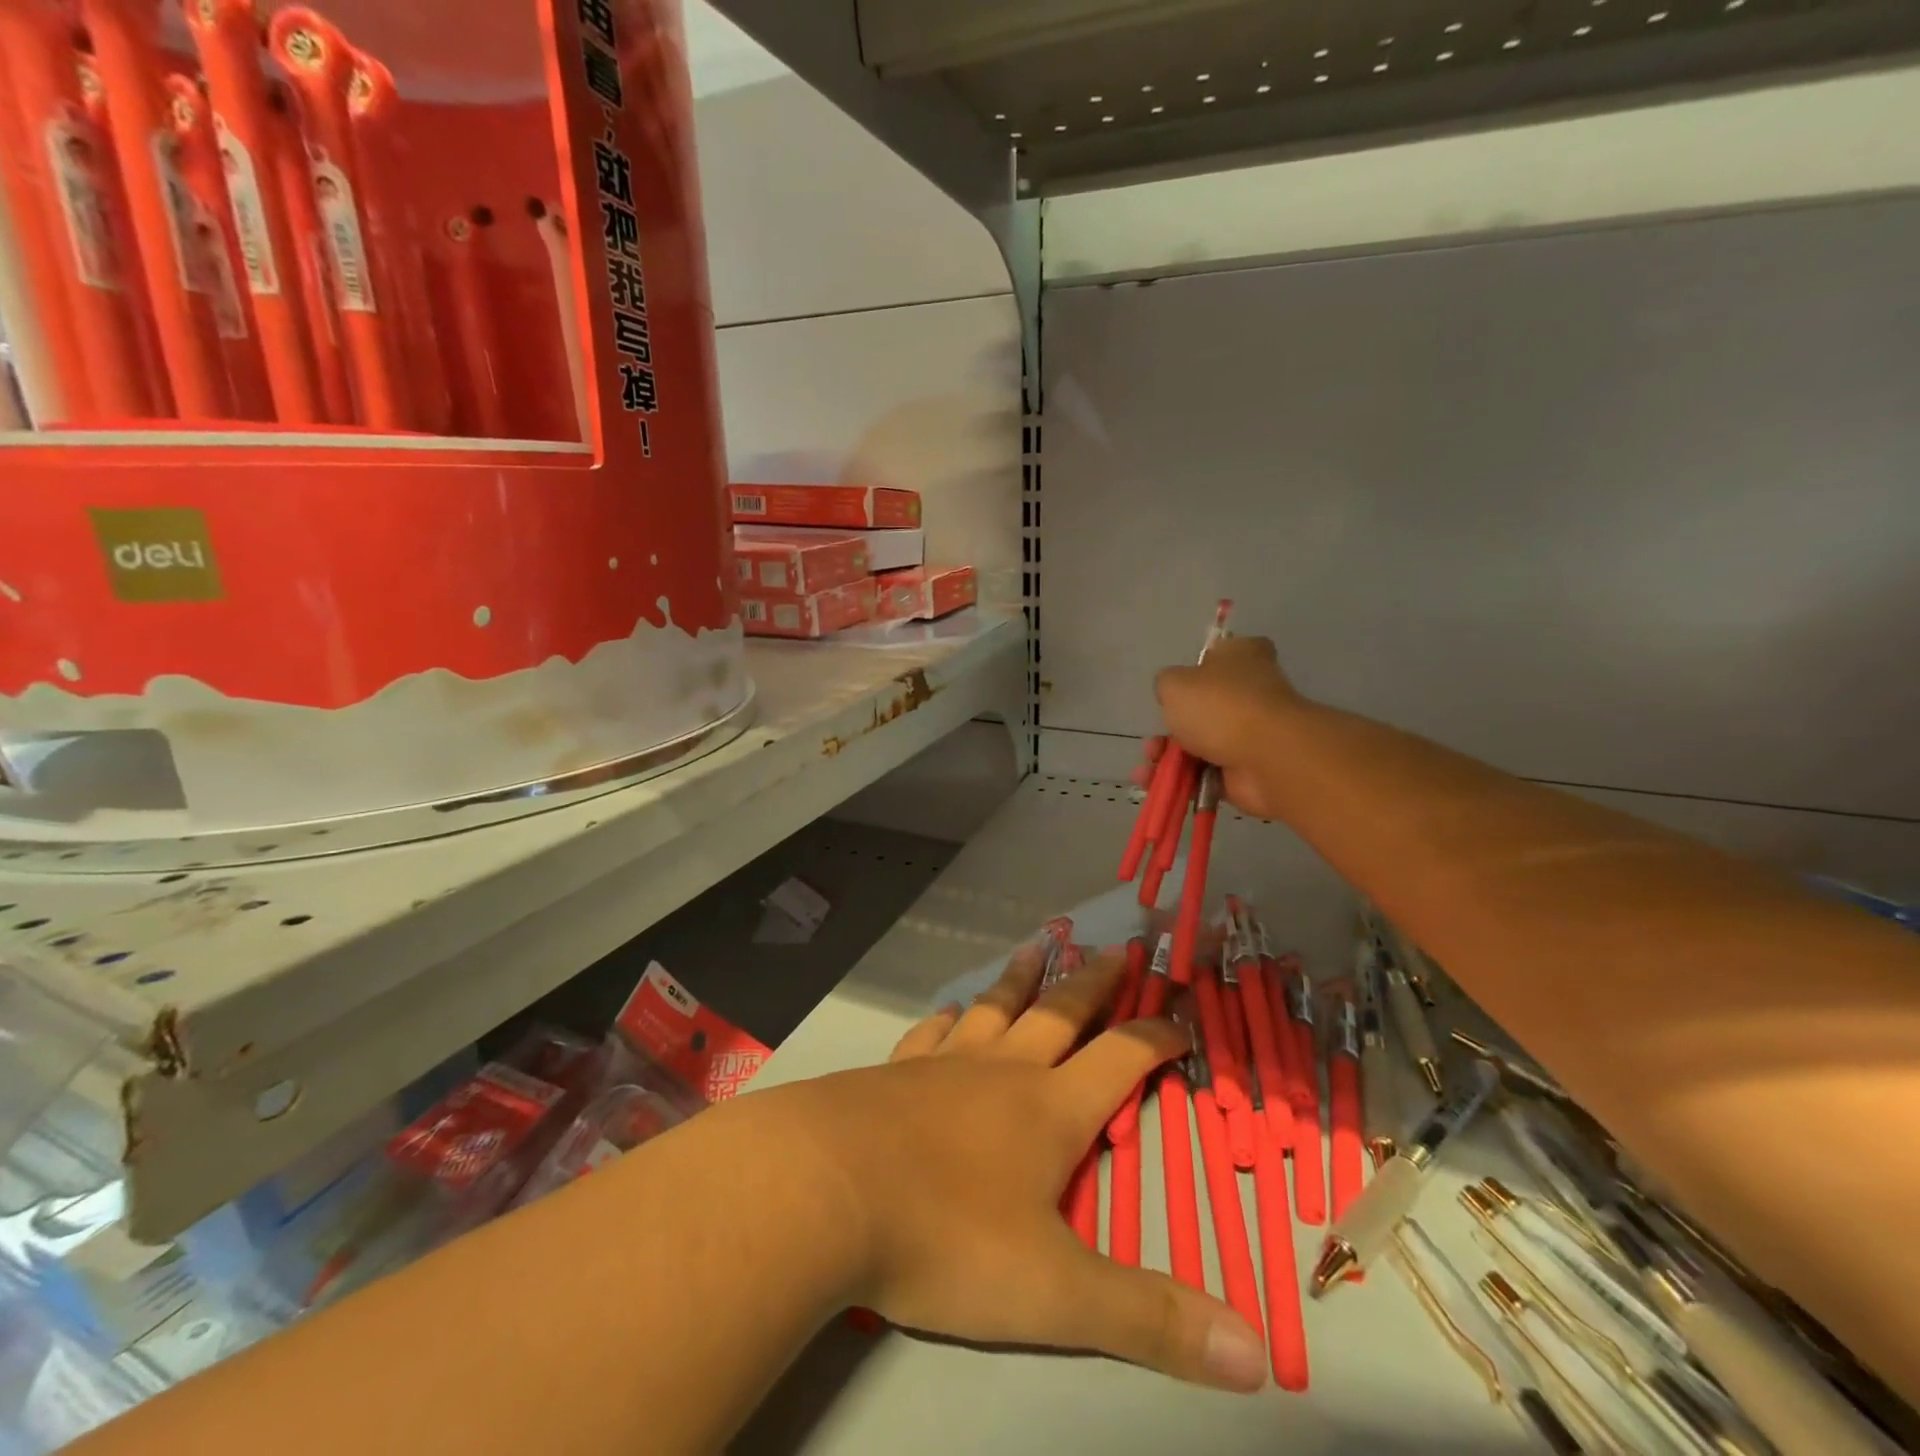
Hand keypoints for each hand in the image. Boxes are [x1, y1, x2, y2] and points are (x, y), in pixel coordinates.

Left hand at [773, 941, 1268, 1391]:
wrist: (825, 1189)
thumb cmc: (945, 1236)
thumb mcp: (1055, 1293)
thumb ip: (1149, 1320)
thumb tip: (1257, 1356)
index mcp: (1049, 1109)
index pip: (1120, 1059)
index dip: (1156, 1036)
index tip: (1182, 1018)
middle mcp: (1001, 1071)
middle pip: (1060, 1012)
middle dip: (1095, 982)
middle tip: (1117, 947)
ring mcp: (943, 1064)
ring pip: (995, 1008)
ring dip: (1021, 979)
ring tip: (1037, 947)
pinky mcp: (893, 1071)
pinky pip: (933, 1031)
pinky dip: (951, 1016)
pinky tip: (952, 1011)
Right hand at [1155, 635, 1300, 820]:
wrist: (1266, 758)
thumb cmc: (1220, 706)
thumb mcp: (1174, 683)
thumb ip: (1166, 685)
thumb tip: (1172, 697)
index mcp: (1242, 657)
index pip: (1219, 655)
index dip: (1195, 670)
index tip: (1176, 688)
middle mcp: (1250, 692)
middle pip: (1202, 708)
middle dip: (1171, 727)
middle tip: (1153, 741)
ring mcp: (1250, 733)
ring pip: (1199, 744)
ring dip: (1169, 756)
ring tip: (1149, 767)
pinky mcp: (1246, 769)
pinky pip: (1205, 773)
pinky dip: (1181, 779)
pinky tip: (1156, 782)